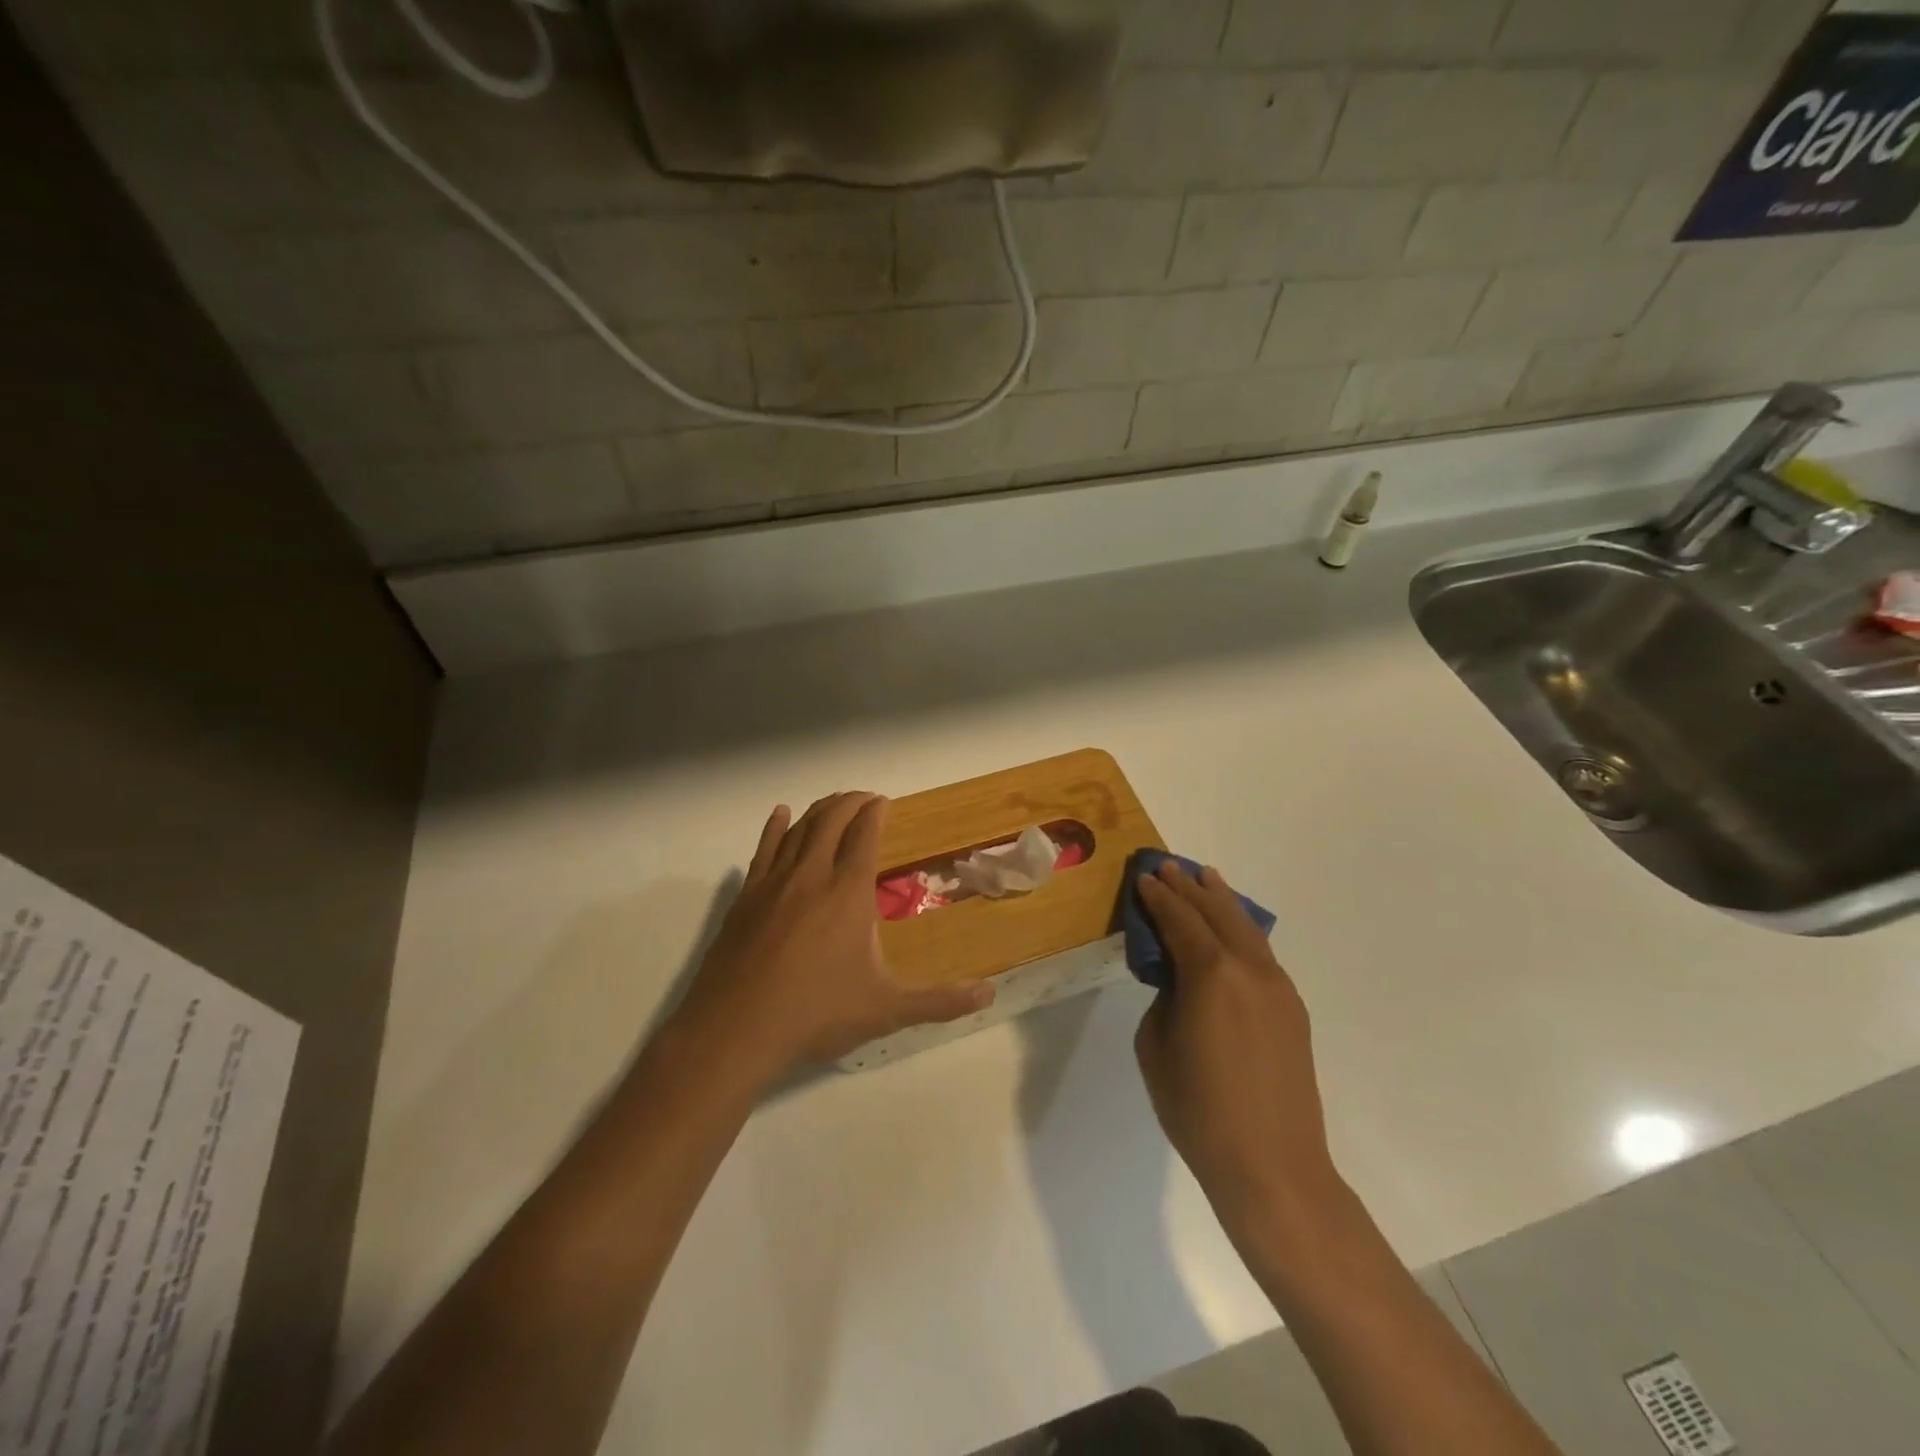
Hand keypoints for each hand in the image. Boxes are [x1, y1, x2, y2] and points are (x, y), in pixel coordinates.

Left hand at [673, 793, 993, 1082]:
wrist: (736, 1029)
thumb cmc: (816, 1013)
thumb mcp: (886, 1010)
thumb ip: (939, 1001)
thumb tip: (989, 995)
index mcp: (848, 892)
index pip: (864, 835)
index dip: (875, 812)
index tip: (884, 801)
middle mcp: (812, 875)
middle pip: (831, 820)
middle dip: (850, 802)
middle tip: (865, 798)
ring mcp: (774, 883)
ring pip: (799, 829)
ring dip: (819, 810)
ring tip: (833, 803)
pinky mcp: (746, 897)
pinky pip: (763, 848)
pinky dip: (776, 827)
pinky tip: (780, 815)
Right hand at [1134, 862, 1338, 1226]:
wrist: (1272, 1165)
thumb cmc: (1198, 1109)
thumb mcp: (1156, 1046)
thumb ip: (1164, 998)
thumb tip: (1178, 980)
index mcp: (1211, 974)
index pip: (1180, 920)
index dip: (1159, 897)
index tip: (1144, 878)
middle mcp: (1249, 969)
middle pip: (1217, 914)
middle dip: (1190, 888)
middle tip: (1169, 866)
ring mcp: (1277, 988)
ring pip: (1246, 928)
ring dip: (1223, 902)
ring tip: (1207, 879)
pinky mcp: (1292, 1009)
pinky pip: (1261, 954)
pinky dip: (1242, 931)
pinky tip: (1233, 929)